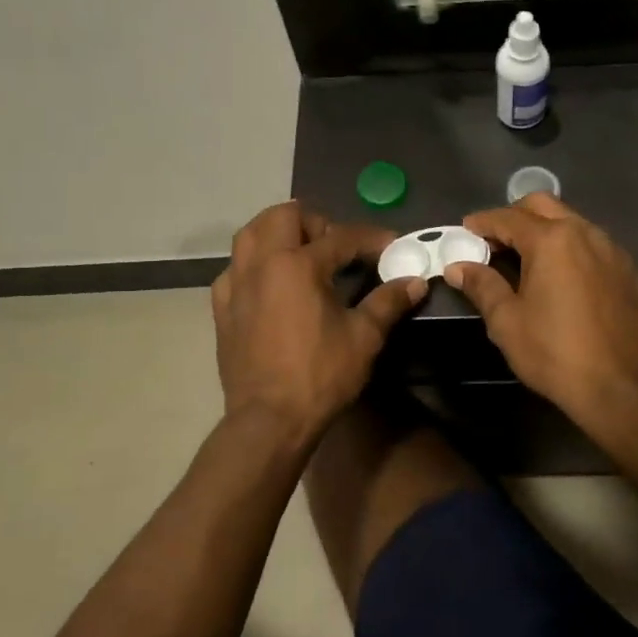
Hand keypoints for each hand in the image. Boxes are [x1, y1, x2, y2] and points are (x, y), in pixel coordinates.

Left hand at [213, 203, 426, 444]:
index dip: (370, 238)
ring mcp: (236, 284)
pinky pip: (234, 270)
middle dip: (315, 222)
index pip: (340, 237)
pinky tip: (269, 284)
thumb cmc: (320, 375)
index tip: (390, 245)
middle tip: (336, 246)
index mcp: (298, 265)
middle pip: (284, 216)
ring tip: (301, 253)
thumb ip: (388, 302)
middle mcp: (262, 264)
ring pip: (250, 235)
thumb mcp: (363, 338)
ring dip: (278, 233)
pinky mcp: (222, 308)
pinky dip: (253, 265)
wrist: (269, 420)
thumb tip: (415, 281)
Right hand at [446, 194, 637, 437]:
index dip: (483, 222)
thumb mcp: (507, 321)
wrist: (620, 388)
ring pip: (575, 224)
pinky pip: (598, 249)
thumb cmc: (554, 352)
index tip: (466, 229)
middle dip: (516, 215)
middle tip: (496, 239)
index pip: (508, 218)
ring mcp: (615, 252)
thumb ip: (482, 286)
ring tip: (530, 257)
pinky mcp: (632, 274)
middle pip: (545, 207)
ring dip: (548, 231)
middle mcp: (586, 234)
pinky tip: (567, 279)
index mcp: (552, 241)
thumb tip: (458, 267)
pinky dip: (575, 252)